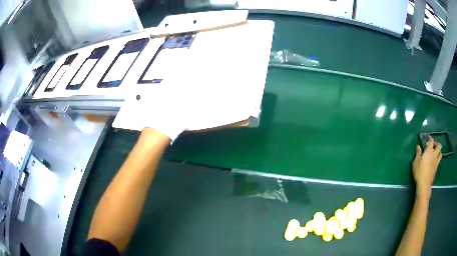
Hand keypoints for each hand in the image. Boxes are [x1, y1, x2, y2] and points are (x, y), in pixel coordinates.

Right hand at [412, 136, 441, 199]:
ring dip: (439, 151)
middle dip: (437, 144)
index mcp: (429, 151)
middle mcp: (434, 154)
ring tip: (435, 153)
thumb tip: (418, 146)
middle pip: (439, 145)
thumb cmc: (419, 171)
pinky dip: (437, 158)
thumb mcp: (416, 162)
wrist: (424, 184)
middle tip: (433, 145)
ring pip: (440, 153)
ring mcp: (436, 161)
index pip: (432, 141)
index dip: (430, 138)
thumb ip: (418, 153)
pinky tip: (434, 161)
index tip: (428, 138)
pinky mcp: (436, 168)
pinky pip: (439, 160)